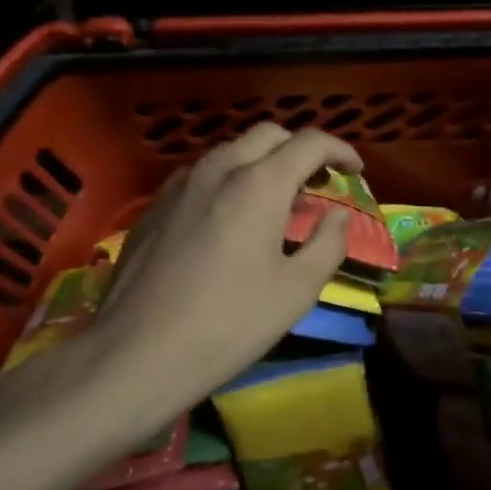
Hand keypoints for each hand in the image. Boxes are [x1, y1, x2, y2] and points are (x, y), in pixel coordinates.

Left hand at [63, 124, 362, 416]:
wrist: (135, 355)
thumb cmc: (228, 324)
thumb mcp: (296, 291)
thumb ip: (328, 244)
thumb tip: (337, 217)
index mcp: (259, 183)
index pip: (310, 142)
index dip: (340, 150)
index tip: (355, 171)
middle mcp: (219, 169)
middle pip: (269, 135)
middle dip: (301, 150)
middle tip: (318, 184)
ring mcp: (180, 184)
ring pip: (232, 151)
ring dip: (264, 163)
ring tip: (278, 203)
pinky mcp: (155, 206)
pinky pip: (203, 175)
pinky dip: (231, 180)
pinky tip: (231, 220)